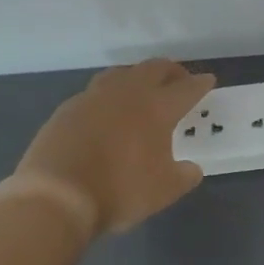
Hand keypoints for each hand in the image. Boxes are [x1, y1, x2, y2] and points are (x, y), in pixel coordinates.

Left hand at [14, 59, 216, 234]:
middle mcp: (128, 93)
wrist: (55, 196)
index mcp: (158, 108)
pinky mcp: (68, 108)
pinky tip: (107, 111)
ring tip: (142, 89)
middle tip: (178, 80)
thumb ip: (183, 175)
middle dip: (171, 71)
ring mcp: (94, 97)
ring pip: (122, 73)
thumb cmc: (119, 190)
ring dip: (138, 76)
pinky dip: (109, 95)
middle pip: (155, 68)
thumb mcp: (164, 191)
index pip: (187, 88)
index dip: (200, 84)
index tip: (208, 81)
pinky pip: (95, 92)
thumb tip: (191, 168)